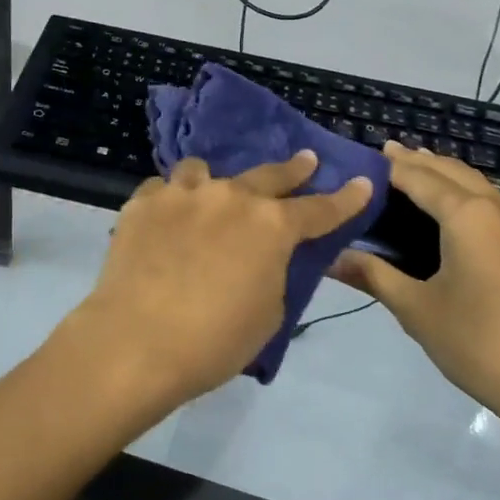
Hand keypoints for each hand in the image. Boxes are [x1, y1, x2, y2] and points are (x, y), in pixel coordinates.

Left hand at [66, 152, 372, 409]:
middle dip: (293, 169)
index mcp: (271, 226)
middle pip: (269, 175)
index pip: (320, 209)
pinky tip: (164, 219)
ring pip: (203, 171)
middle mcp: (230, 197)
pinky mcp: (143, 201)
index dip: (345, 198)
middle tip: (306, 159)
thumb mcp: (268, 313)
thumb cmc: (214, 340)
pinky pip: (163, 189)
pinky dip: (170, 201)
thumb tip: (261, 256)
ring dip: (214, 182)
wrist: (137, 340)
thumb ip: (272, 272)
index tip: (363, 183)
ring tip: (209, 195)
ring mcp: (183, 193)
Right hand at [334, 142, 499, 439]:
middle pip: (454, 172)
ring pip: (482, 186)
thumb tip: (332, 258)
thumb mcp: (418, 310)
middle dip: (420, 161)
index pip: (419, 177)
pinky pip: (499, 207)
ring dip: (449, 175)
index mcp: (469, 216)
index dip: (389, 166)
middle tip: (387, 154)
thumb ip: (374, 276)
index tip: (361, 157)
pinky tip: (461, 215)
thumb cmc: (484, 345)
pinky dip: (471, 196)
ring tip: (421, 172)